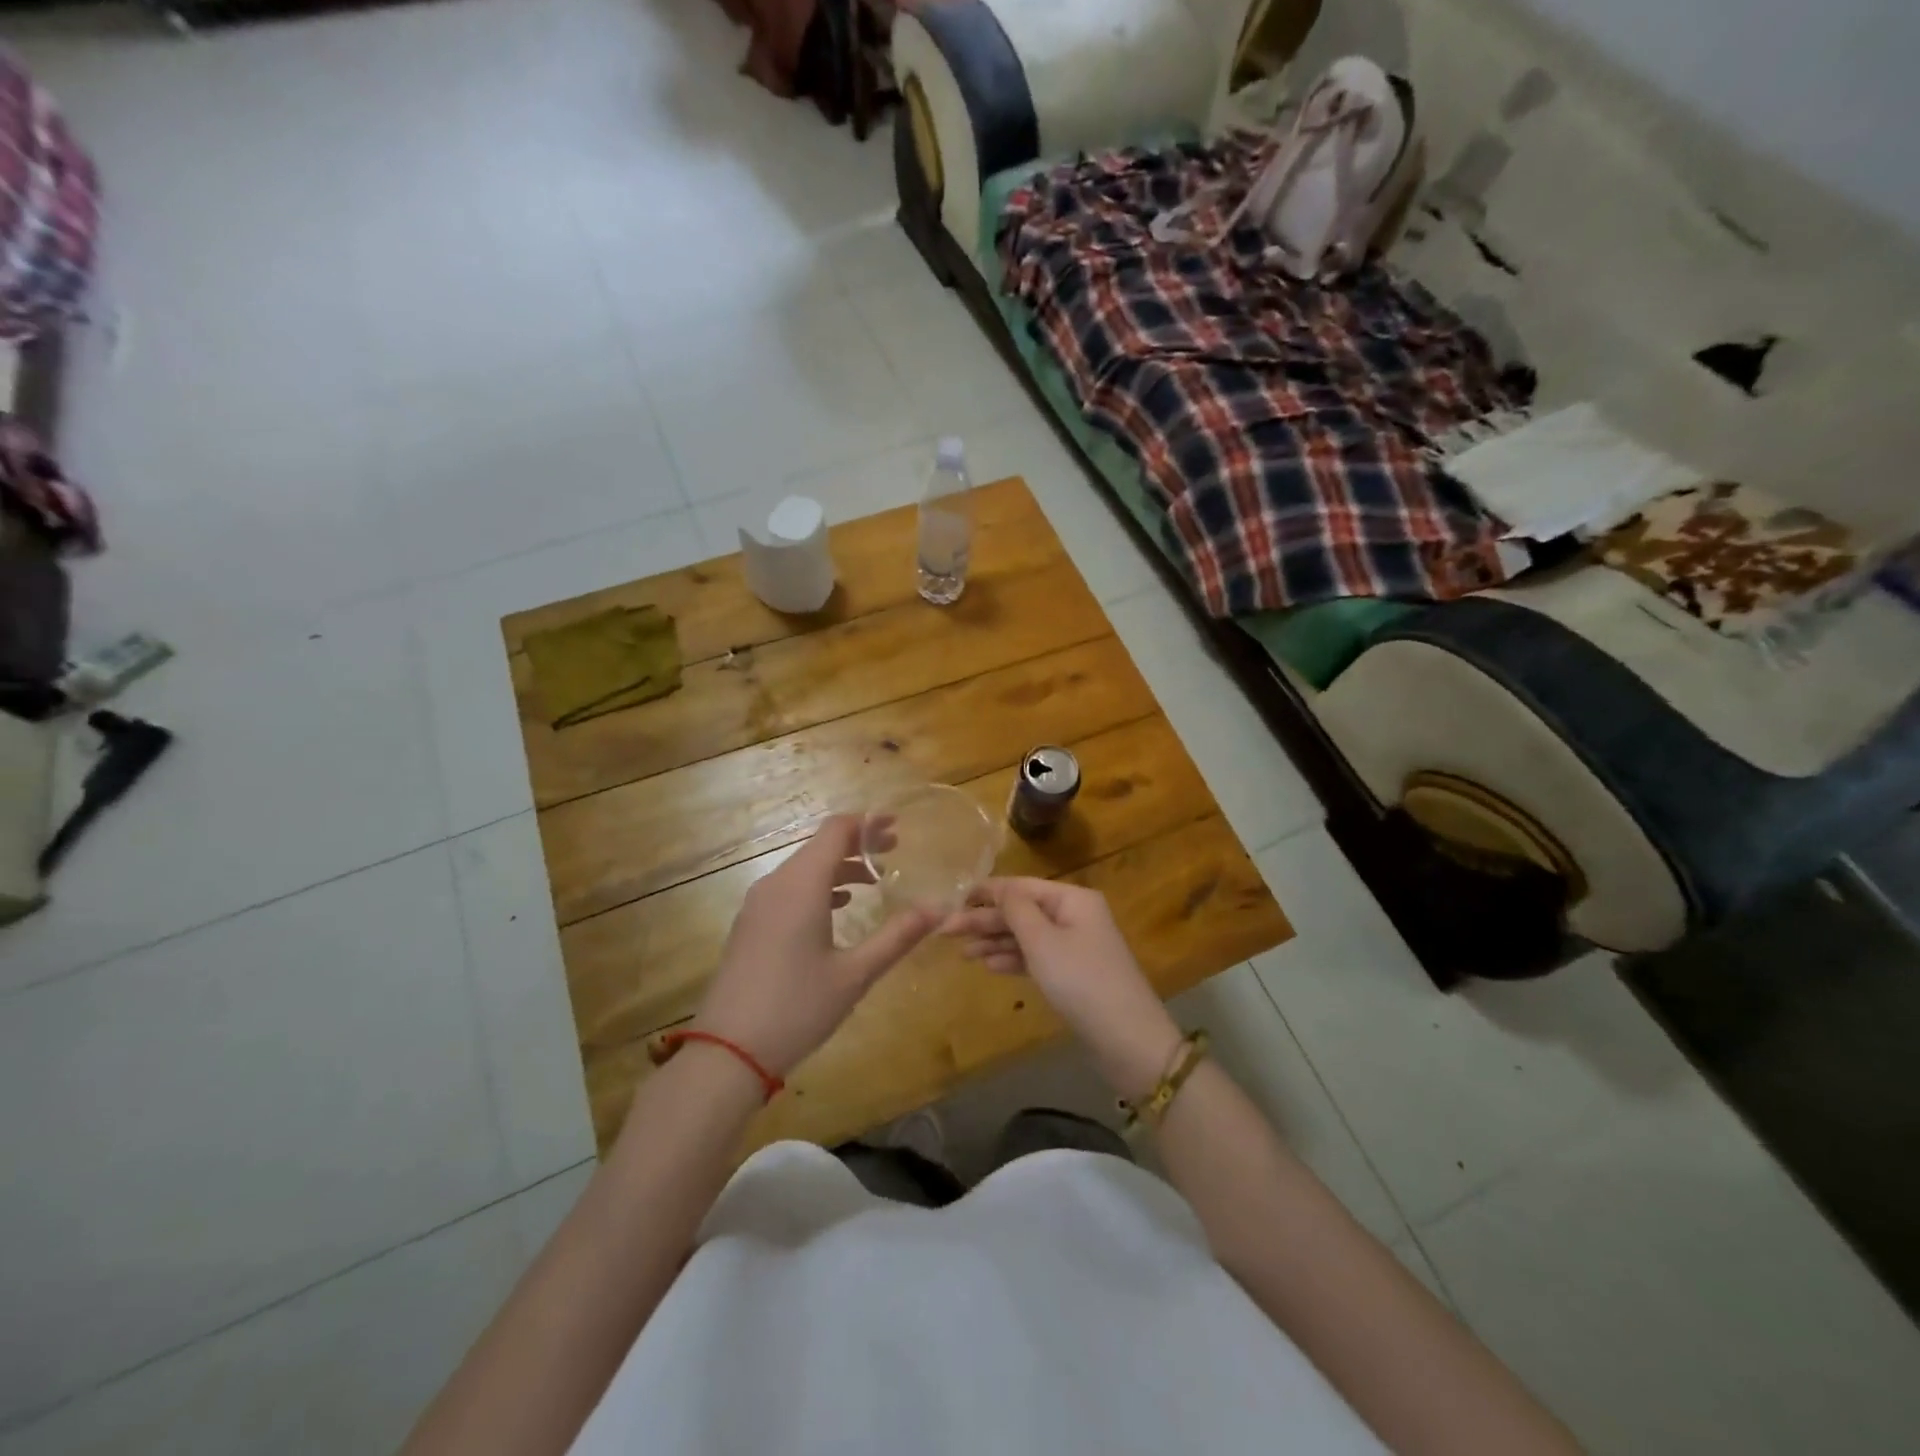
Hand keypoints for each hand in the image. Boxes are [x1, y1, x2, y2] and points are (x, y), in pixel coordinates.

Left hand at [694, 815, 934, 1077]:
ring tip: (873, 880)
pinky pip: (788, 888)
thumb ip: (897, 937)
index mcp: (802, 886)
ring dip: (838, 866)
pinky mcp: (750, 925)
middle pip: (819, 846)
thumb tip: (938, 910)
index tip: (897, 826)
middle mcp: (776, 884)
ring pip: (803, 868)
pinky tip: (837, 907)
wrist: (727, 1052)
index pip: (836, 831)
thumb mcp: (855, 975)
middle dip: (858, 844)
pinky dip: (817, 886)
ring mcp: (758, 905)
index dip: (868, 823)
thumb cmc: (797, 1008)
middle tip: (894, 852)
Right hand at [947, 877, 1181, 1097]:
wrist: (1127, 1039)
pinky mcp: (1073, 974)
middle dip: (986, 920)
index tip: (953, 898)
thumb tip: (999, 888)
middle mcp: (1075, 915)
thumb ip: (1016, 910)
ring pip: (1027, 936)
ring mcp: (1075, 946)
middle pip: (1022, 911)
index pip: (1021, 886)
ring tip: (962, 952)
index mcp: (1072, 899)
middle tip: (945, 931)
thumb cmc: (1081, 981)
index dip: (987, 891)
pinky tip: (989, 966)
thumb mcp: (1043, 941)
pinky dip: (1013, 959)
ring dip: (995, 941)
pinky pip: (1036, 957)